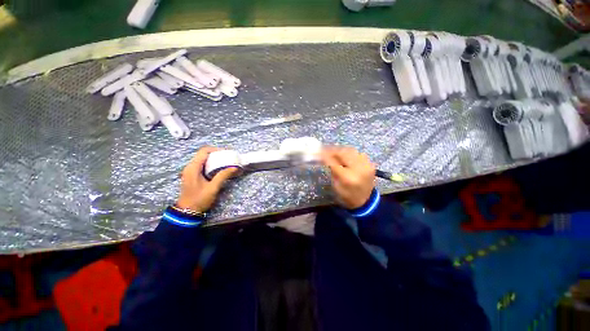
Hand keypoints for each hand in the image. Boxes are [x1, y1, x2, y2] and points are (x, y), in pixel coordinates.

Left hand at [176, 147, 237, 211]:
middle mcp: (190, 167)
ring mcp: (190, 171)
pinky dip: (211, 164)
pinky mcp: (192, 175)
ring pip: (203, 159)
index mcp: (193, 168)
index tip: (227, 153)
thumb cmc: (199, 199)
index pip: (204, 151)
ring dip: (214, 159)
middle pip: (203, 154)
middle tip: (228, 158)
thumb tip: (235, 167)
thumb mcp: (213, 188)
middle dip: (216, 154)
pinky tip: (218, 169)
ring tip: (225, 162)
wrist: (187, 212)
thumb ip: (223, 176)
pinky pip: (202, 165)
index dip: (216, 150)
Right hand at [320, 147, 375, 208]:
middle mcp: (358, 169)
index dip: (325, 156)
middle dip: (333, 150)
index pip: (334, 162)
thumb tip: (326, 158)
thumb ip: (332, 170)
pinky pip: (358, 153)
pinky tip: (344, 156)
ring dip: (341, 151)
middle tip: (325, 150)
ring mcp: (366, 165)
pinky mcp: (370, 164)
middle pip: (343, 153)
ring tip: (334, 152)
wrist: (365, 201)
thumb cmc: (347, 196)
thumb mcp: (336, 185)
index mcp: (348, 178)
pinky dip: (349, 153)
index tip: (318, 152)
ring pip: (351, 151)